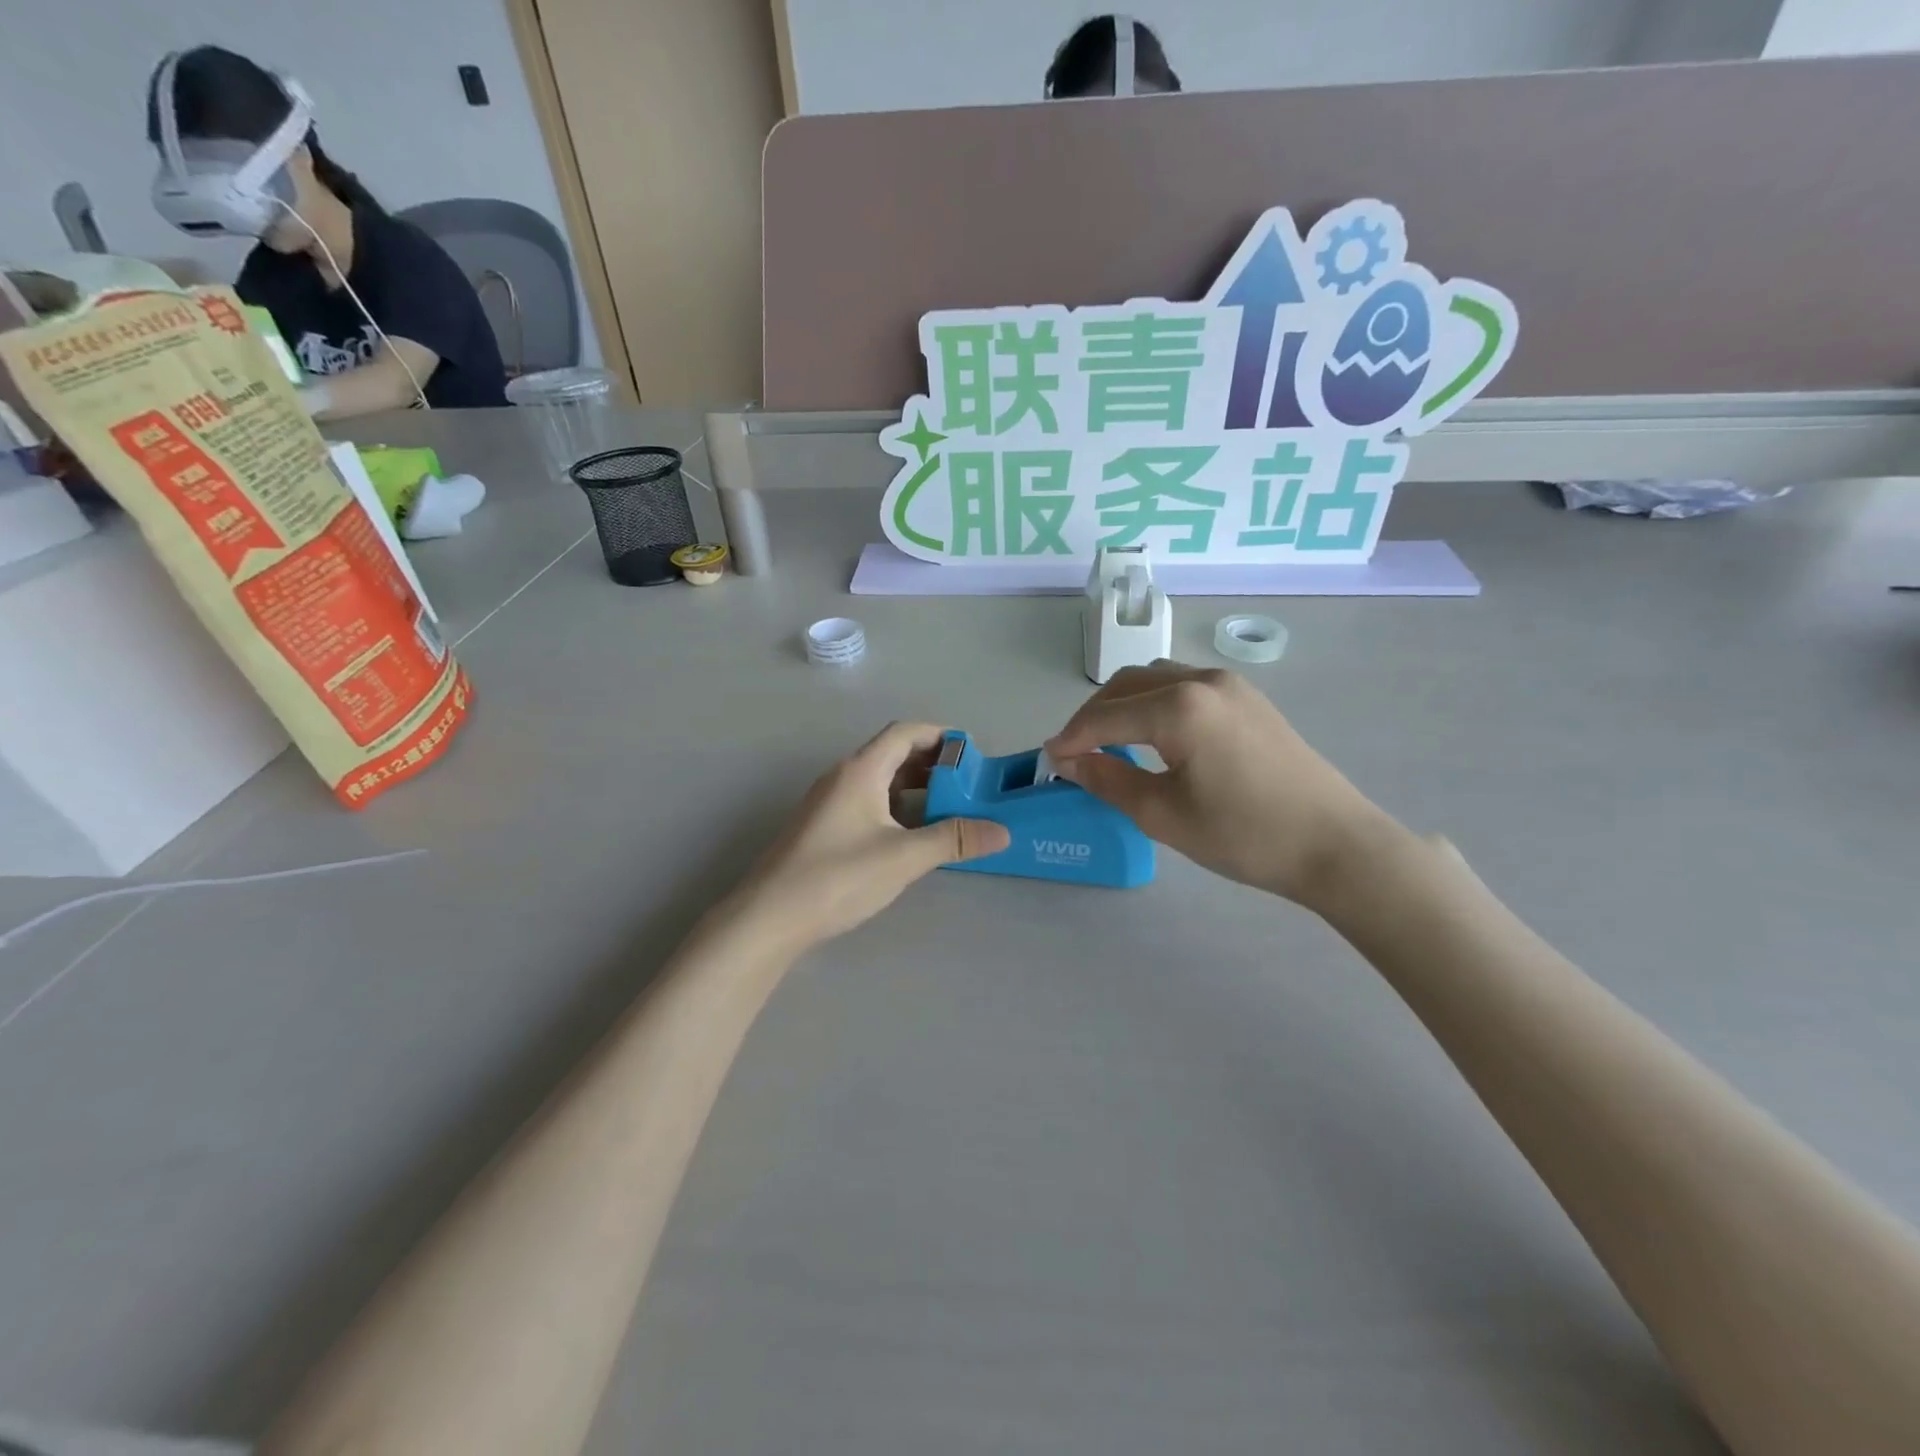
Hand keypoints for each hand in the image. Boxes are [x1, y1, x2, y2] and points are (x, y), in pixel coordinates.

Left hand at [733, 723, 1010, 952]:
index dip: (940, 736)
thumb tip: (1001, 831)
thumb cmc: (838, 876)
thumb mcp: (904, 857)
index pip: (905, 732)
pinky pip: (867, 801)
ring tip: (948, 809)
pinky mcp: (823, 826)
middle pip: (892, 753)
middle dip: (932, 764)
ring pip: (879, 780)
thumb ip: (953, 839)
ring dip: (914, 788)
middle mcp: (842, 776)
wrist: (770, 916)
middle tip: (968, 785)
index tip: (972, 754)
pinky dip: (895, 807)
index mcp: (861, 770)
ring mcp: (829, 802)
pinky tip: (911, 834)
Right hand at [1045, 662, 1399, 909]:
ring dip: (1123, 705)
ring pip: (1155, 680)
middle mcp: (1201, 680)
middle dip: (1093, 716)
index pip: (1105, 716)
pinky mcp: (1248, 697)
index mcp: (1179, 707)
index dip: (1071, 738)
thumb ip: (1108, 780)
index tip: (1049, 761)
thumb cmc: (1244, 835)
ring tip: (1109, 743)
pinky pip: (1184, 686)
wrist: (1336, 845)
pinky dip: (1154, 703)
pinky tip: (1153, 736)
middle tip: (1075, 754)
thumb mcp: (1163, 815)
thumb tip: (1069, 761)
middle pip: (1126, 686)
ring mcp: (1230, 684)